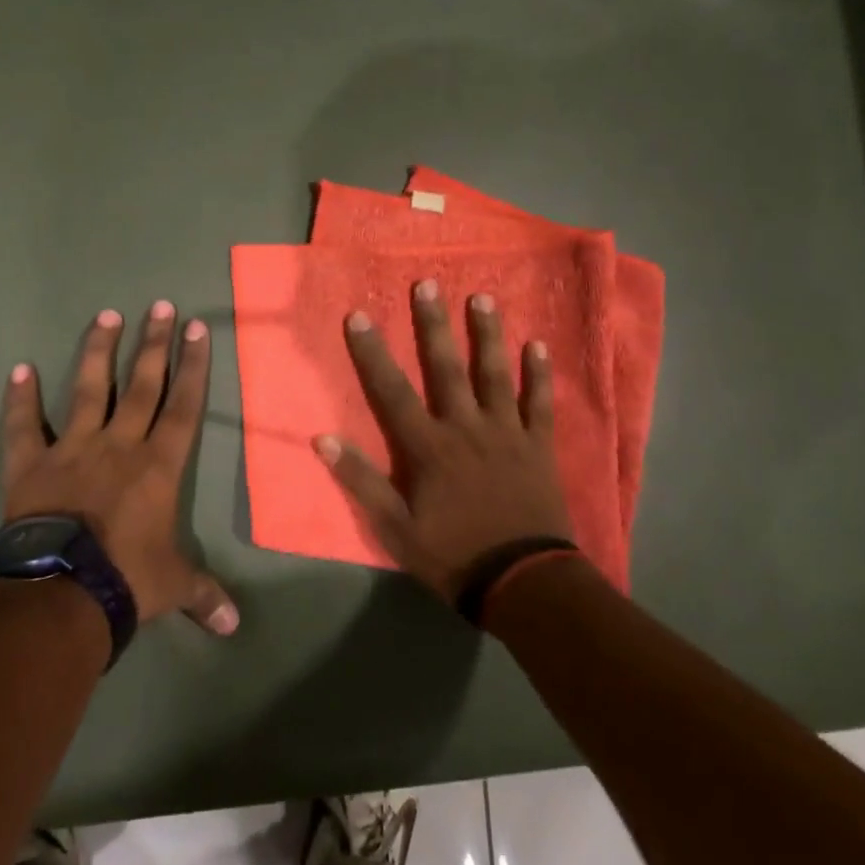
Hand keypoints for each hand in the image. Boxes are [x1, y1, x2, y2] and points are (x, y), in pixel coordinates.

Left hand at [2, 302, 238, 634]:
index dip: (192, 366)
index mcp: (158, 466)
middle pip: (141, 385)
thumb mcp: (174, 586)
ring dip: (98, 352)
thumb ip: (205, 595)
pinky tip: (20, 369)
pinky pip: (24, 426)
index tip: (196, 329)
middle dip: (154, 344)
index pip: (182, 406)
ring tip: (107, 315)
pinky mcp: (32, 465)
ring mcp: (73, 449)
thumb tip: (235, 627)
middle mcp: (119, 445)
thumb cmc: (128, 580)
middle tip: (160, 305)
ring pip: (89, 390)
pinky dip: (20, 399)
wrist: (63, 594)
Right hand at [313, 280, 572, 603]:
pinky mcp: (538, 446)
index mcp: (429, 447)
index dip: (373, 352)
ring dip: (488, 335)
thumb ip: (361, 481)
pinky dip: (540, 375)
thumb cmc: (453, 555)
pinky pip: (540, 403)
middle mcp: (466, 427)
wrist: (523, 581)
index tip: (359, 315)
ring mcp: (507, 433)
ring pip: (495, 375)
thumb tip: (323, 439)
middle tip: (428, 284)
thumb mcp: (395, 528)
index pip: (392, 391)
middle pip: (447, 368)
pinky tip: (539, 346)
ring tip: (483, 298)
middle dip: (434, 325)